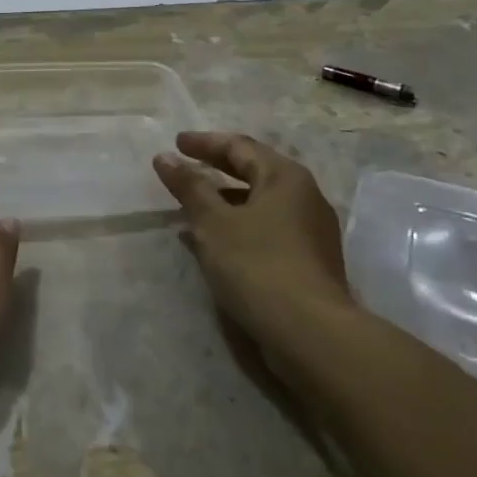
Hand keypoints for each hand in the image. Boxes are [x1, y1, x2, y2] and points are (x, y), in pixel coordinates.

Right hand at [153, 132, 352, 358]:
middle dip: (216, 168)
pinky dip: (239, 225)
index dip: (205, 143)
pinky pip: (267, 228)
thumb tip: (165, 157)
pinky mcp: (310, 261)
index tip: (176, 143)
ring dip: (225, 200)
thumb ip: (190, 186)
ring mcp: (311, 230)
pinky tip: (217, 243)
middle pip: (254, 171)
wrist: (311, 333)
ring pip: (260, 202)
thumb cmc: (258, 265)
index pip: (239, 146)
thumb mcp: (214, 222)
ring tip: (193, 207)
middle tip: (185, 166)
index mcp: (285, 176)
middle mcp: (305, 196)